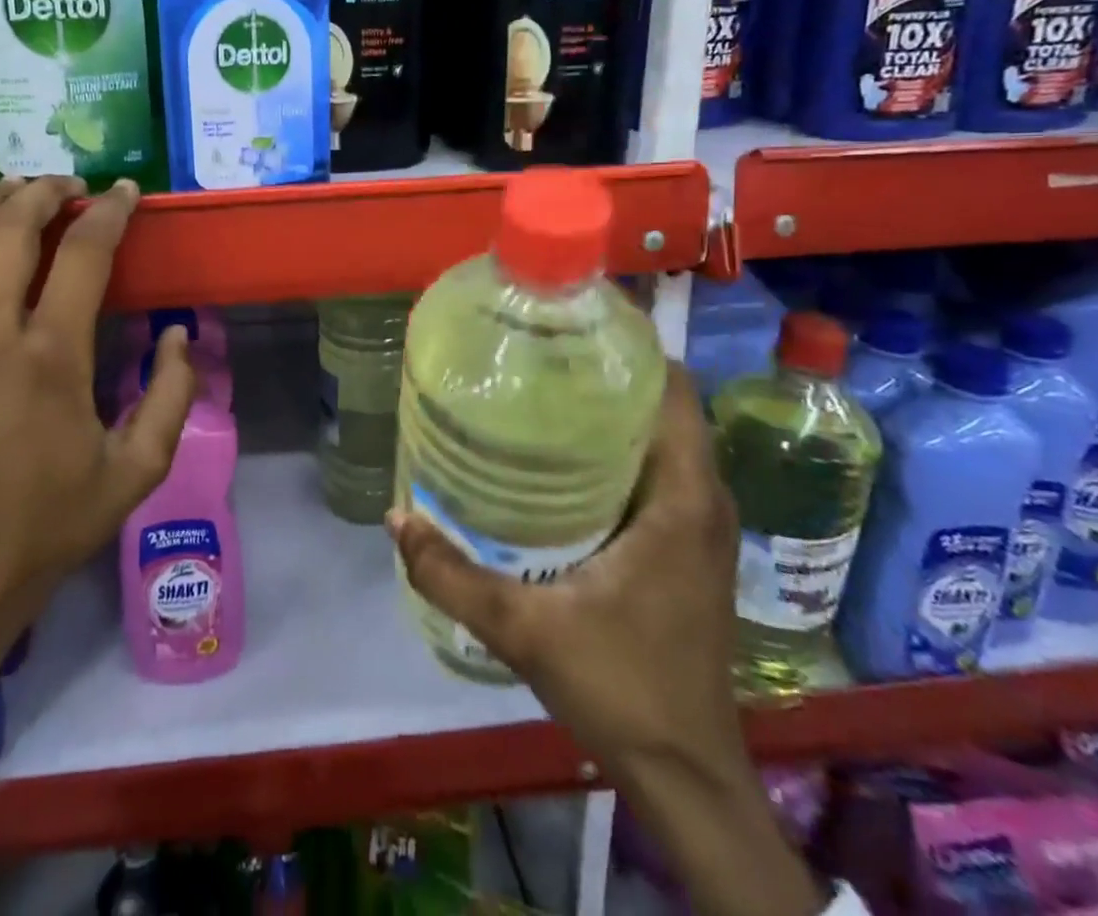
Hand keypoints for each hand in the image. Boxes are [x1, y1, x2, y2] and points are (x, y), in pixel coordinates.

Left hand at [0, 177, 195, 776]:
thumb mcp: (137, 472)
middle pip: (11, 228)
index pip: (84, 253)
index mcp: (52, 356)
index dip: (111, 212)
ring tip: (22, 186)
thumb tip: (180, 334)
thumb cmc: (47, 527)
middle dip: (47, 192)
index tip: (129, 194)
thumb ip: (172, 396)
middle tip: (75, 186)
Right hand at [389, 362, 824, 915]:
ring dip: (612, 410)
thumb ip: (453, 572)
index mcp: (682, 499)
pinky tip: (561, 456)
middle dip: (606, 371)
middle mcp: (702, 499)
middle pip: (662, 405)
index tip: (570, 324)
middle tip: (537, 352)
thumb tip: (394, 515)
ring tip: (542, 388)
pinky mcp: (687, 548)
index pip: (672, 389)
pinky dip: (618, 448)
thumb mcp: (524, 628)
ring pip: (659, 439)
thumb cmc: (620, 687)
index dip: (630, 346)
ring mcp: (699, 526)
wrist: (684, 773)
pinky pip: (657, 471)